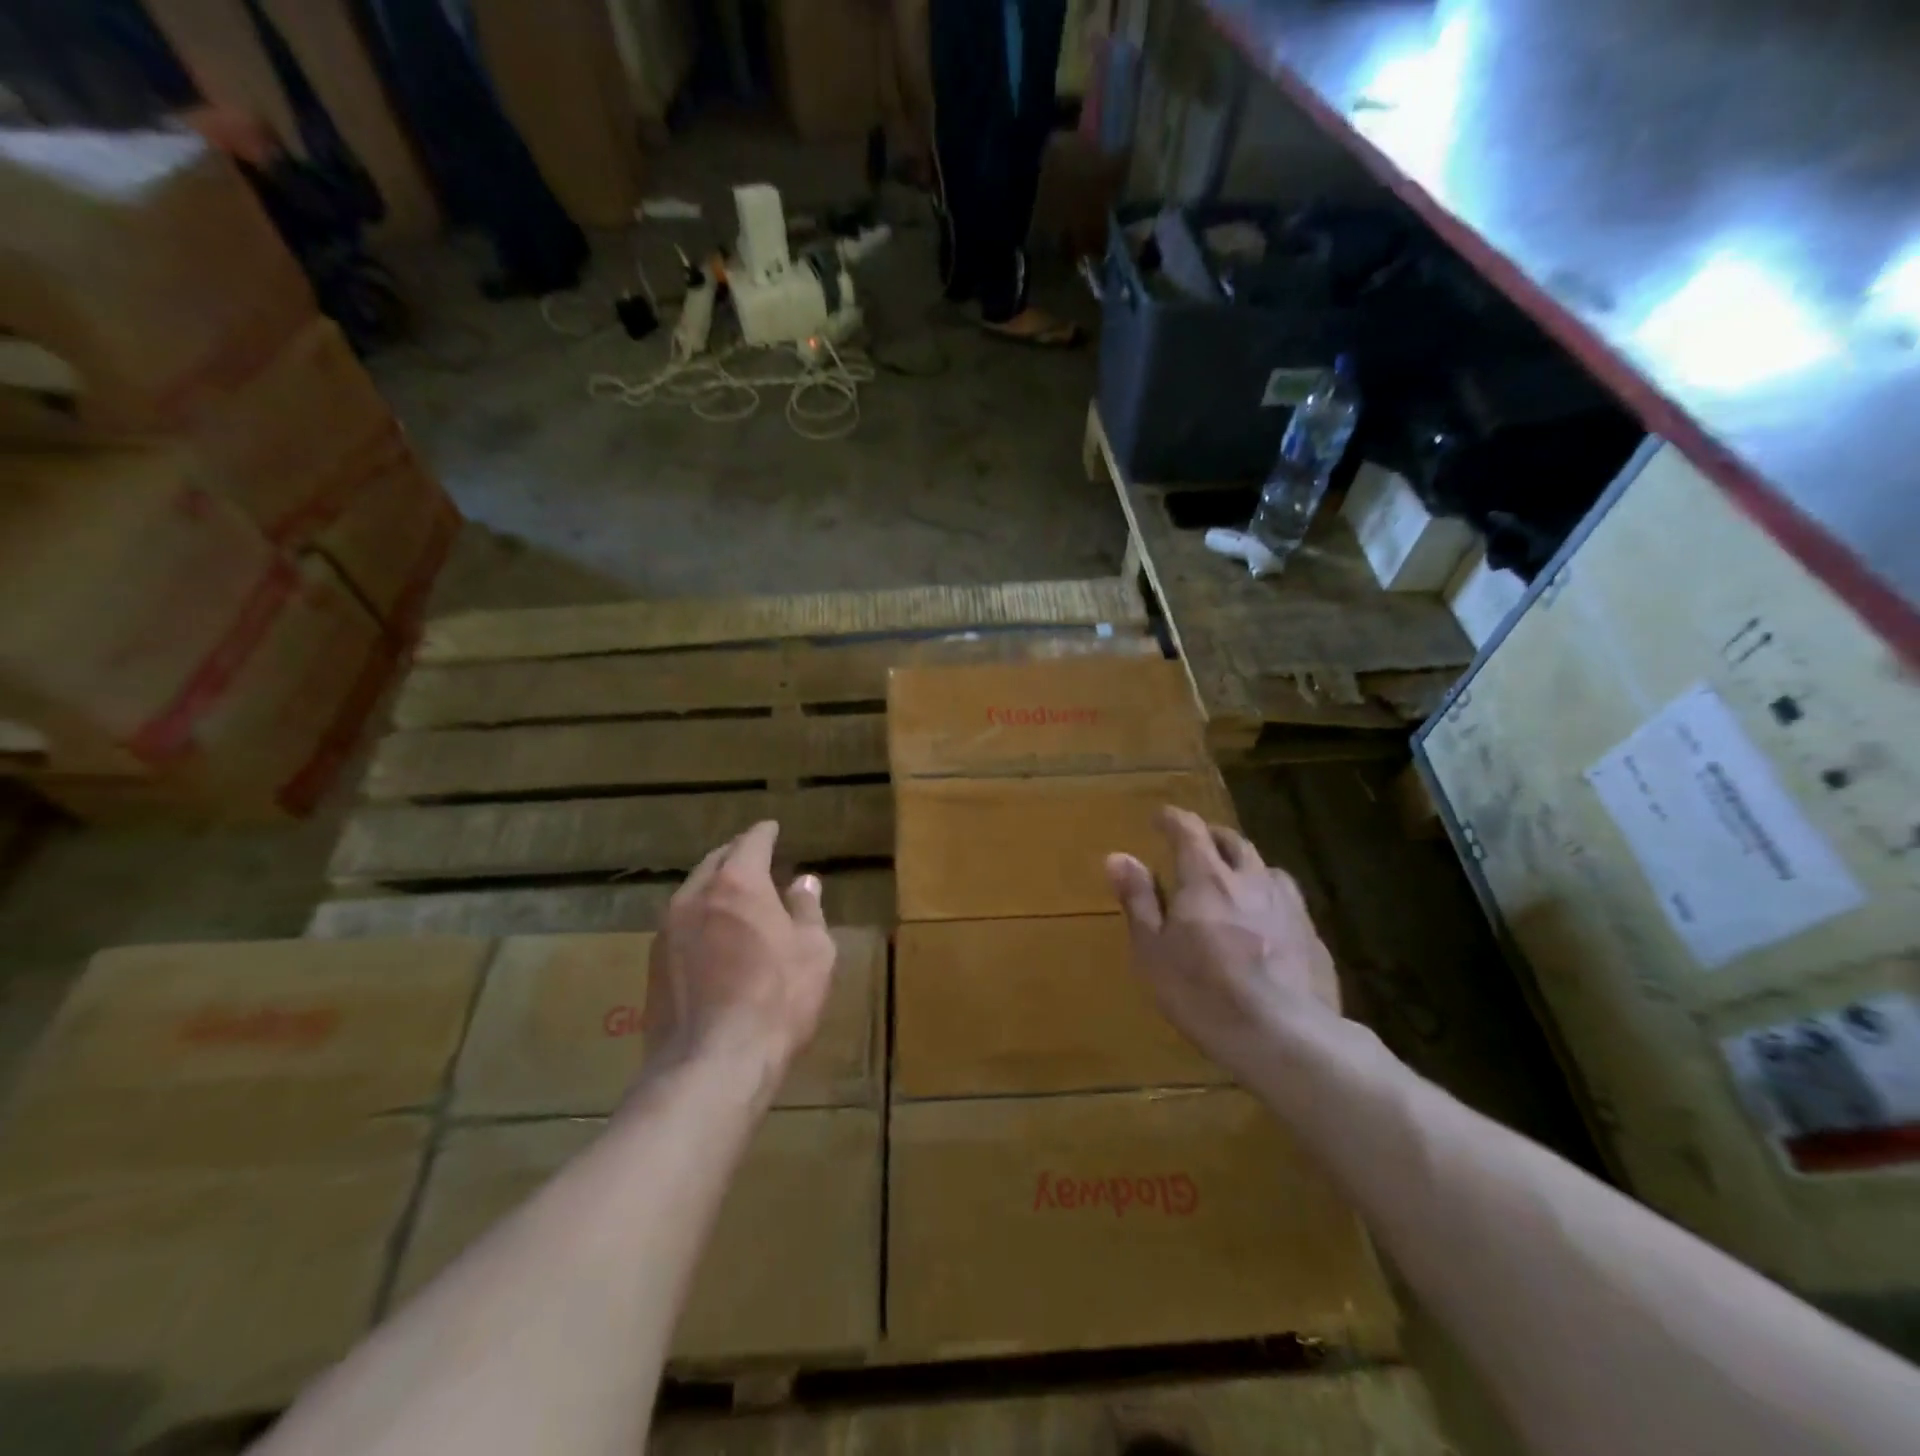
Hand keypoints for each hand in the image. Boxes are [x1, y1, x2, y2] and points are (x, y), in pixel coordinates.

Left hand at [642, 821, 836, 1103]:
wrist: (712, 1064)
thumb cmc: (777, 1001)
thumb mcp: (814, 951)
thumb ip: (807, 909)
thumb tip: (803, 882)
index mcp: (737, 884)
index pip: (750, 842)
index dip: (764, 833)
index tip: (772, 828)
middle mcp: (695, 897)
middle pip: (715, 861)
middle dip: (736, 855)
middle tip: (754, 858)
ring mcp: (667, 931)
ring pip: (692, 892)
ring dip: (714, 887)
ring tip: (734, 896)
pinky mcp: (653, 964)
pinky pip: (680, 924)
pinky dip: (699, 918)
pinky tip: (713, 937)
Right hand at [1106, 807, 1340, 1083]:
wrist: (1288, 1039)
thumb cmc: (1205, 994)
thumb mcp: (1154, 951)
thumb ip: (1138, 900)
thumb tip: (1118, 856)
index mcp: (1207, 879)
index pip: (1189, 830)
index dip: (1173, 818)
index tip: (1160, 817)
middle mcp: (1251, 881)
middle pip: (1233, 842)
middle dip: (1211, 836)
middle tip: (1196, 843)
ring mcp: (1289, 907)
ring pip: (1267, 869)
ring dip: (1246, 865)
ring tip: (1235, 879)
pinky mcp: (1313, 937)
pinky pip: (1289, 902)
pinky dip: (1270, 898)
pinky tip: (1267, 922)